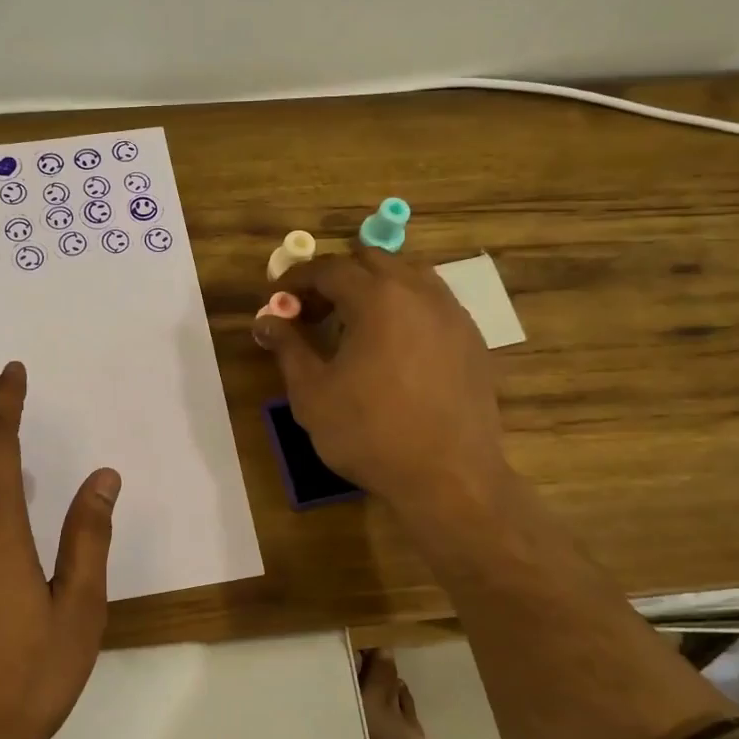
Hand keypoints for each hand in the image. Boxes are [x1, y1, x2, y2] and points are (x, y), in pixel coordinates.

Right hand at [254, 247, 510, 516]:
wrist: (448, 477)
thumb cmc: (369, 433)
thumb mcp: (313, 393)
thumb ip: (288, 347)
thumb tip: (265, 320)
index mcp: (377, 299)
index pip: (329, 269)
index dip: (297, 279)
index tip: (277, 299)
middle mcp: (420, 293)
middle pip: (372, 260)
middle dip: (336, 277)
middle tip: (312, 310)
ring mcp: (453, 315)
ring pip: (409, 276)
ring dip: (375, 287)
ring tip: (353, 323)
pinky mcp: (472, 341)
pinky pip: (433, 304)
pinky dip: (405, 307)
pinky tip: (392, 345)